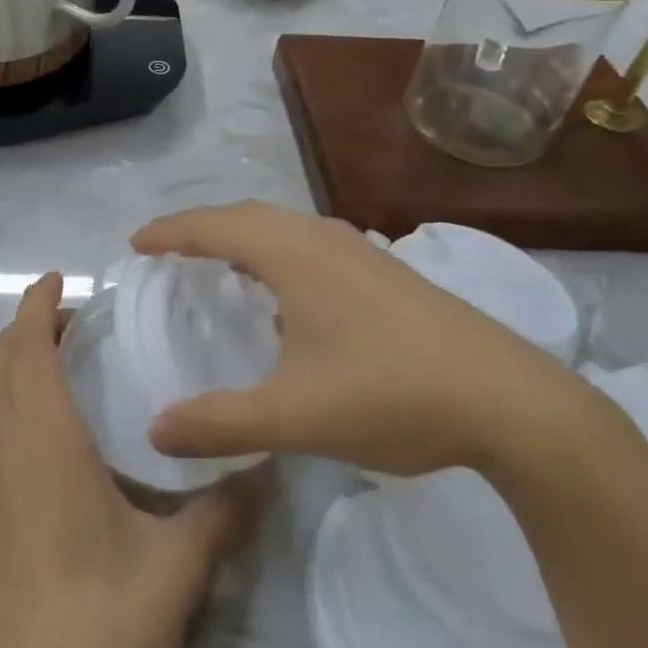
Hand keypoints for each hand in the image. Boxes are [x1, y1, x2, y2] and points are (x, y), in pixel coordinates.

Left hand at [0, 273, 263, 647]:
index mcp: (41, 439)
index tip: (56, 279)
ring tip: (46, 361)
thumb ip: (222, 511)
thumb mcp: (176, 569)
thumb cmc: (98, 627)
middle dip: (25, 327)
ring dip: (3, 362)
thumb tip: (265, 467)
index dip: (35, 304)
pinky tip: (17, 425)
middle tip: (70, 323)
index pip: (25, 346)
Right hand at [133, 202, 583, 476]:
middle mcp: (323, 239)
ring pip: (284, 228)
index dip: (169, 232)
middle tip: (168, 252)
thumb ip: (220, 423)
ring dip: (243, 238)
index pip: (214, 227)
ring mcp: (362, 253)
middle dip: (201, 228)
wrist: (513, 403)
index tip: (135, 243)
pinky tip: (286, 296)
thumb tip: (155, 432)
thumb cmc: (392, 395)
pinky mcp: (387, 274)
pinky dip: (277, 254)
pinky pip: (311, 245)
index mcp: (293, 255)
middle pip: (247, 216)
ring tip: (218, 266)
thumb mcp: (294, 416)